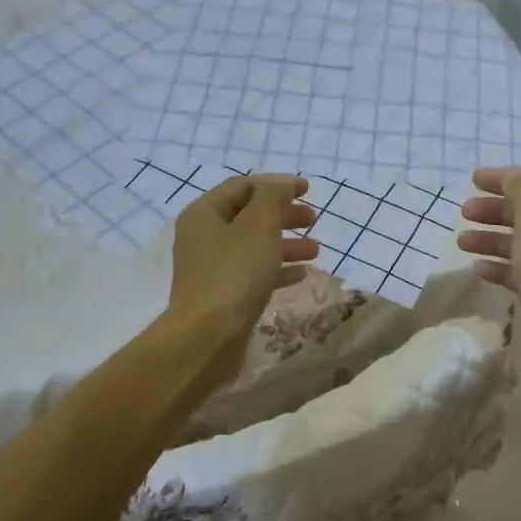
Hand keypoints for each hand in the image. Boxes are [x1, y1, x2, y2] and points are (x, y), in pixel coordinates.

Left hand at [169, 174, 318, 347]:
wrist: (208, 336)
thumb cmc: (234, 273)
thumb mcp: (258, 226)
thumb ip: (273, 197)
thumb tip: (282, 184)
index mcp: (205, 213)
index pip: (243, 186)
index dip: (277, 184)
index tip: (308, 190)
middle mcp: (204, 237)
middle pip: (249, 216)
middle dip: (283, 215)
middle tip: (313, 220)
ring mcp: (212, 268)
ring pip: (254, 246)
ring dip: (286, 244)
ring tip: (316, 250)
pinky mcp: (223, 295)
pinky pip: (254, 273)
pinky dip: (278, 269)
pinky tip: (302, 275)